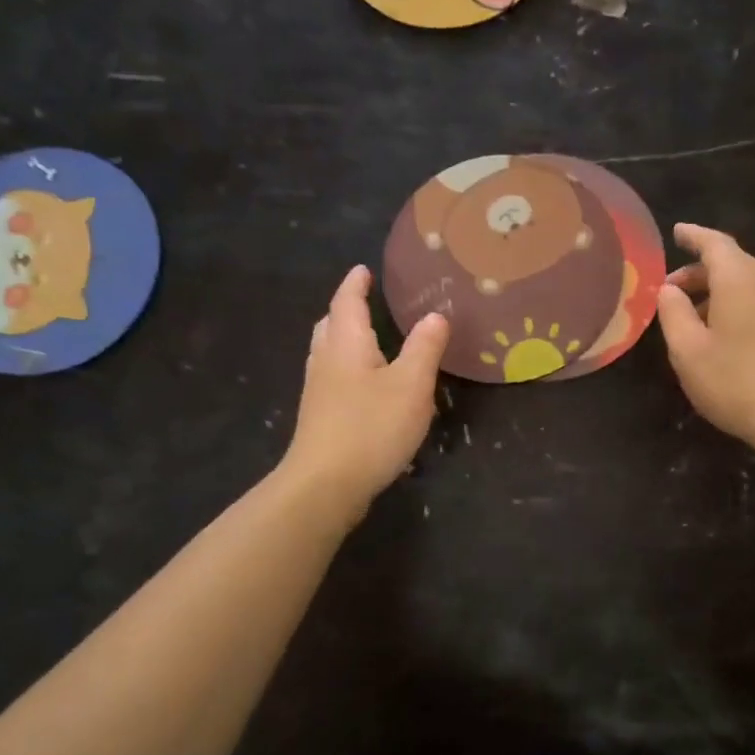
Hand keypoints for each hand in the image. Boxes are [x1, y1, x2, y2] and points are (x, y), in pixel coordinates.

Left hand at [282, 265, 447, 516]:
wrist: (325, 484)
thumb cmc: (371, 427)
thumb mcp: (411, 385)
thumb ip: (424, 348)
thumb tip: (435, 315)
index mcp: (346, 344)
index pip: (347, 301)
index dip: (356, 284)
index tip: (364, 270)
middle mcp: (326, 360)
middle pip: (331, 324)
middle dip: (346, 309)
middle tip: (365, 301)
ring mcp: (318, 391)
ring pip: (328, 352)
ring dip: (344, 338)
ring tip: (367, 338)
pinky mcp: (320, 417)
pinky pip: (332, 377)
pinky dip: (347, 366)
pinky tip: (364, 384)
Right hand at [656, 223, 754, 453]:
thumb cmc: (735, 383)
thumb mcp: (687, 351)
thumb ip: (673, 313)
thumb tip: (669, 290)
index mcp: (740, 280)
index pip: (715, 244)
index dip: (694, 236)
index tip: (677, 232)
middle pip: (734, 262)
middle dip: (701, 271)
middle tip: (673, 291)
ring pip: (751, 283)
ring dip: (721, 291)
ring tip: (697, 317)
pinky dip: (742, 304)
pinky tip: (730, 332)